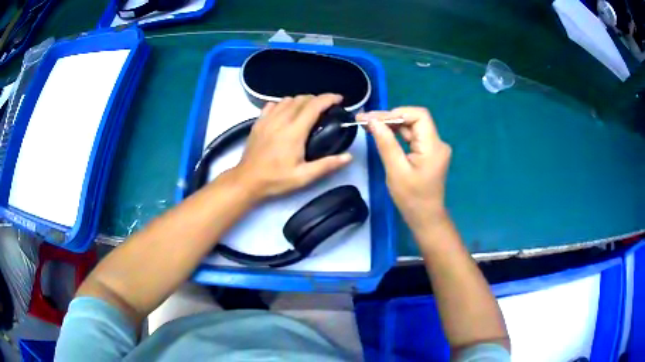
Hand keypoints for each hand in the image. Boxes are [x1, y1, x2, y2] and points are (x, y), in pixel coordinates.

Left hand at [231, 94, 351, 200]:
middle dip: (317, 99)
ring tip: (308, 110)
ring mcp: (268, 119)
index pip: (314, 105)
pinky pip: (273, 104)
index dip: (329, 98)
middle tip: (326, 109)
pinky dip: (284, 104)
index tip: (339, 99)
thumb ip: (327, 165)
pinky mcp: (258, 122)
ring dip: (301, 101)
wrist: (247, 180)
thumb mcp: (304, 177)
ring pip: (288, 99)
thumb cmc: (276, 179)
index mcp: (294, 131)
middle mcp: (281, 120)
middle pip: (302, 99)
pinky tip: (287, 113)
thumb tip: (348, 157)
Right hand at [357, 107, 450, 231]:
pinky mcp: (428, 153)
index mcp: (433, 146)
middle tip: (365, 120)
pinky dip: (397, 134)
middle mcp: (437, 143)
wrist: (425, 218)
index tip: (375, 119)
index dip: (397, 113)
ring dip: (391, 125)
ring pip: (412, 128)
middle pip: (414, 120)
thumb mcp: (396, 171)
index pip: (419, 115)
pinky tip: (382, 134)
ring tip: (369, 125)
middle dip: (389, 118)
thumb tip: (373, 121)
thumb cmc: (411, 198)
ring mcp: (434, 148)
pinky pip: (412, 137)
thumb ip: (386, 143)